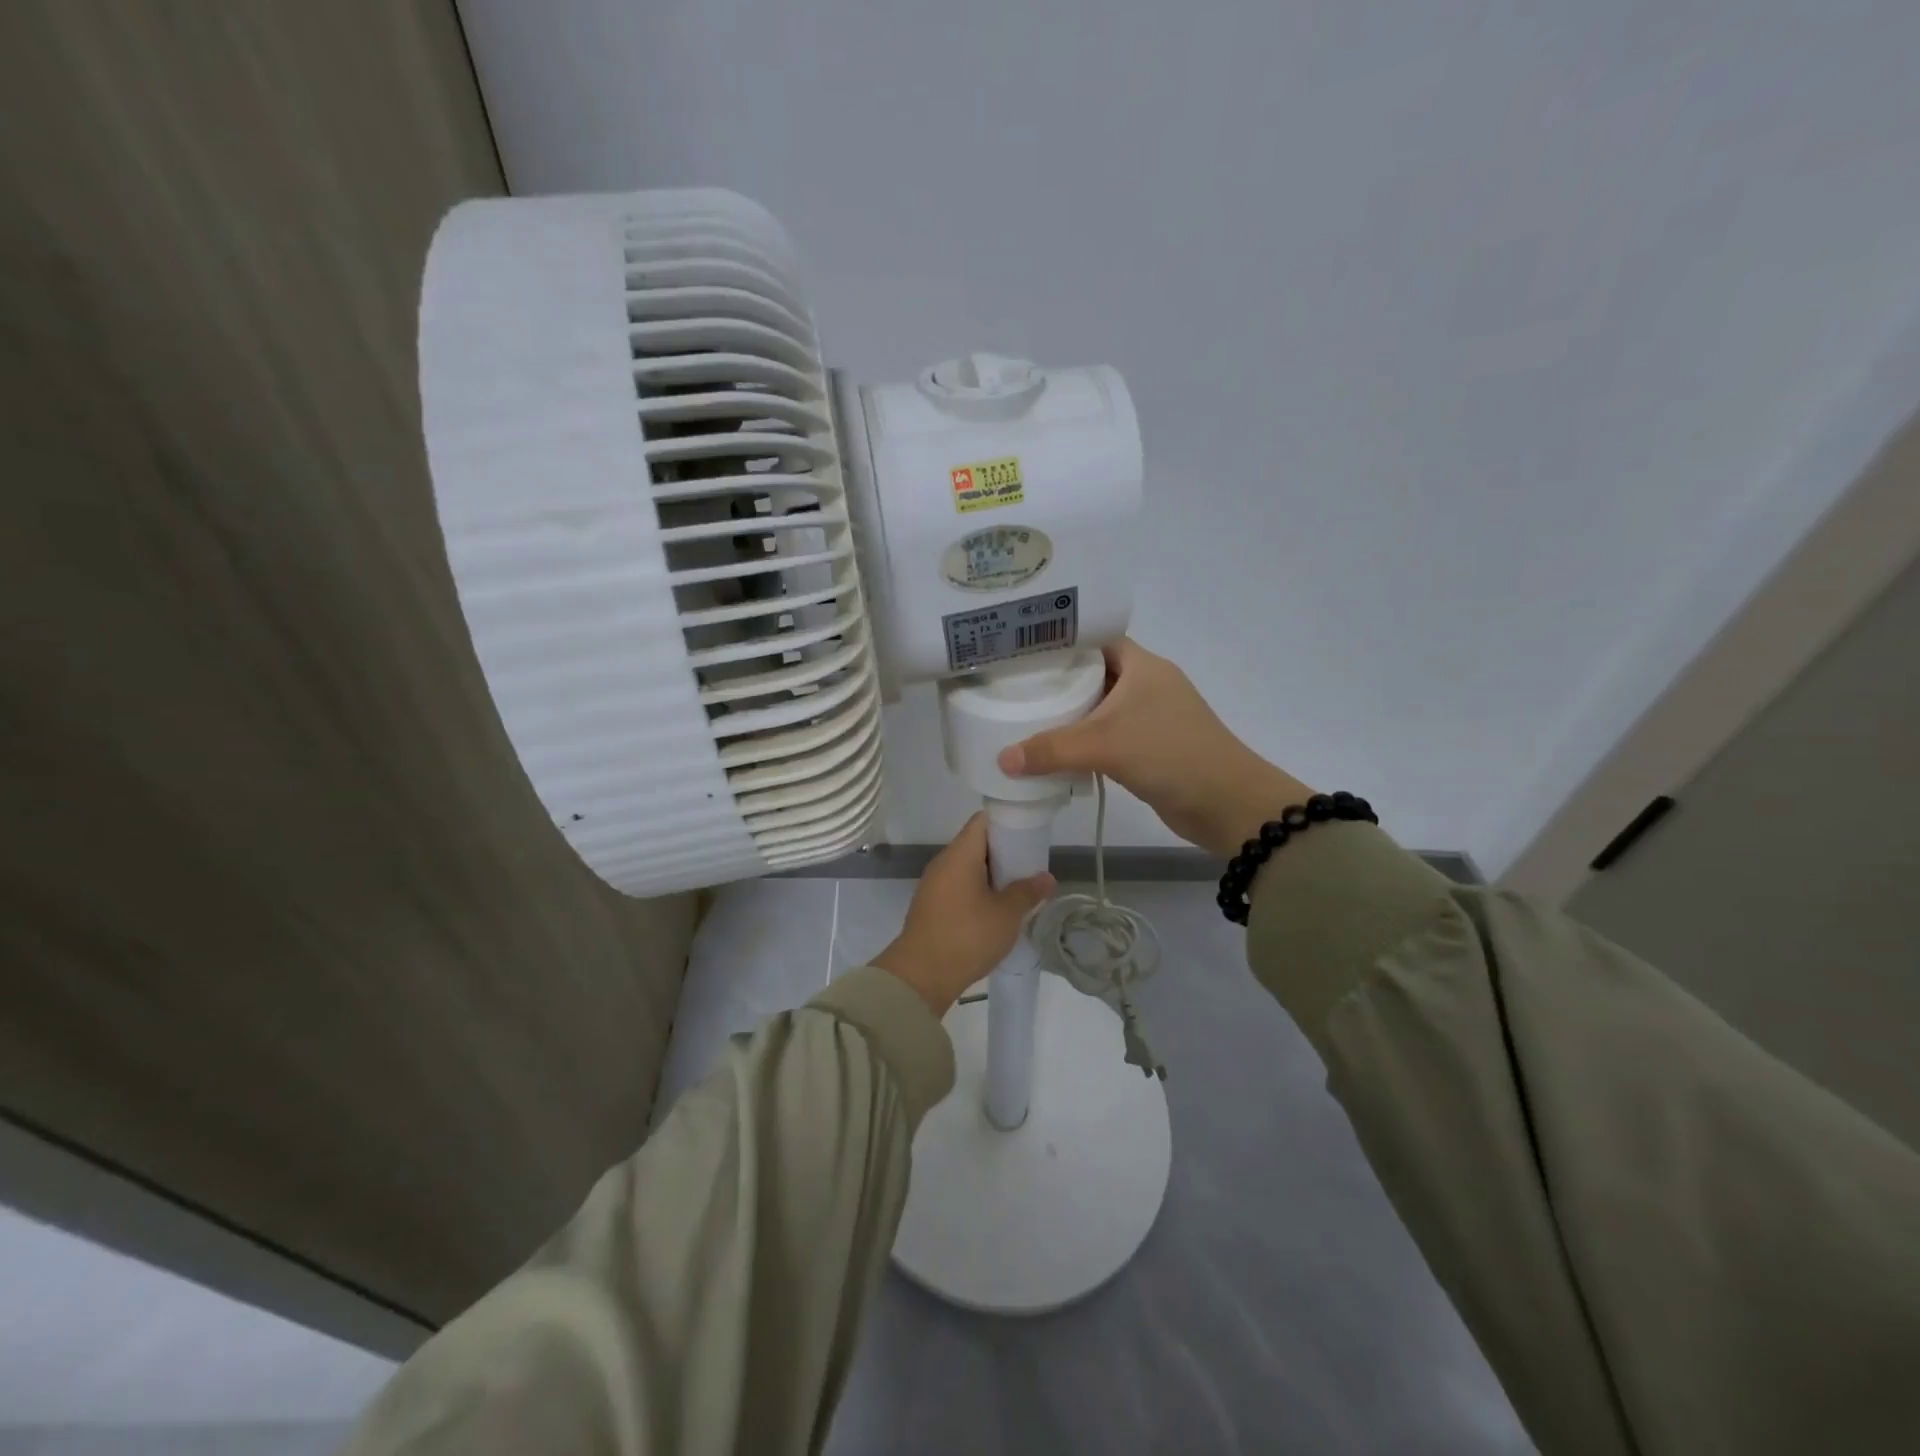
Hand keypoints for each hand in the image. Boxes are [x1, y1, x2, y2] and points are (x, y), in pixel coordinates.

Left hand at [872, 813, 1055, 1016]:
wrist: (921, 976)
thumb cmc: (967, 936)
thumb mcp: (1006, 914)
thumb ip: (1028, 892)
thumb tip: (1047, 878)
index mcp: (959, 854)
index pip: (982, 821)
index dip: (1007, 822)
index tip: (1028, 835)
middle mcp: (943, 862)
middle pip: (976, 844)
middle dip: (1003, 853)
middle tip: (1029, 867)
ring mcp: (933, 885)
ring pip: (967, 868)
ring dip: (990, 876)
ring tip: (1016, 891)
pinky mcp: (930, 906)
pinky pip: (958, 887)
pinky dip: (976, 891)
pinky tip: (994, 911)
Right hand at [997, 638, 1311, 857]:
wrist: (1227, 804)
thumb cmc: (1170, 754)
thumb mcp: (1105, 745)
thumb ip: (1051, 750)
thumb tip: (1002, 760)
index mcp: (1142, 665)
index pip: (1095, 637)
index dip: (1059, 640)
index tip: (1020, 648)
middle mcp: (1146, 684)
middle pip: (1092, 672)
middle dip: (1056, 679)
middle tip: (1012, 685)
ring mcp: (1150, 717)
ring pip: (1098, 706)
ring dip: (1068, 713)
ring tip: (1023, 714)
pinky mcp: (1149, 747)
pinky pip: (1106, 736)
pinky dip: (1082, 741)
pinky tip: (1053, 751)